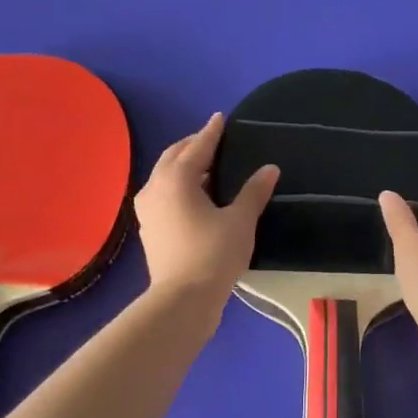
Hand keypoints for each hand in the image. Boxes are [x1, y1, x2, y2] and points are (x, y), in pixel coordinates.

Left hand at [135, 114, 277, 302]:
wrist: (182, 300)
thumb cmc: (213, 255)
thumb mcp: (240, 221)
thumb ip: (253, 191)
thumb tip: (270, 168)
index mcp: (177, 179)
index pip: (198, 146)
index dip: (212, 132)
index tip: (220, 118)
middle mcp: (156, 187)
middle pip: (174, 156)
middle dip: (193, 145)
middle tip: (213, 140)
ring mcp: (147, 209)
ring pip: (165, 175)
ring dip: (184, 165)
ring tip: (206, 166)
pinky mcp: (149, 228)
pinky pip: (163, 193)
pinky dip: (178, 184)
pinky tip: (195, 195)